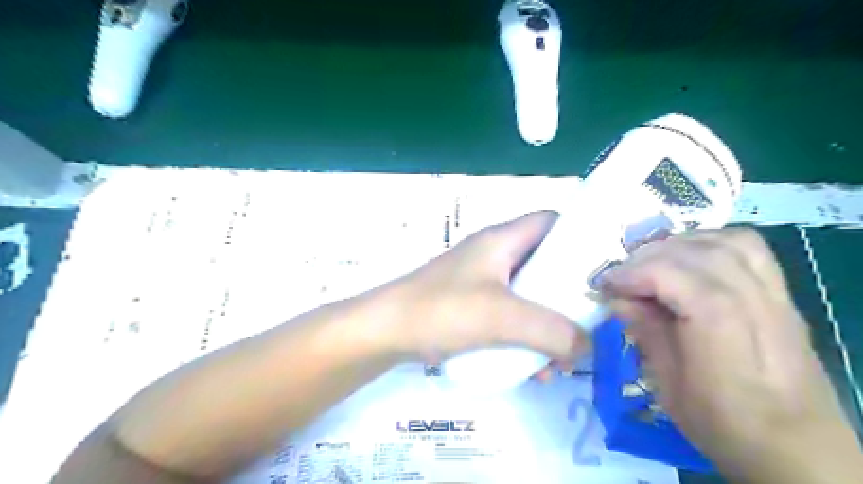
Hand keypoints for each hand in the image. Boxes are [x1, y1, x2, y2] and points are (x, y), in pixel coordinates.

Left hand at [377, 209, 587, 363]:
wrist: (386, 331)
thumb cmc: (442, 310)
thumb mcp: (502, 317)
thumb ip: (551, 331)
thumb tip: (588, 346)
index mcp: (502, 240)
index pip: (551, 221)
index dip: (578, 237)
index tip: (603, 269)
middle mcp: (496, 255)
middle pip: (545, 264)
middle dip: (568, 296)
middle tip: (590, 324)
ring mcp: (483, 282)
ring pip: (530, 296)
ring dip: (548, 325)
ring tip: (561, 360)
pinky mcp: (474, 306)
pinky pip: (512, 317)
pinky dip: (526, 337)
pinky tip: (533, 369)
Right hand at [602, 229, 861, 481]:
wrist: (798, 450)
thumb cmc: (725, 424)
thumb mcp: (669, 386)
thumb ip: (646, 333)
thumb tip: (618, 300)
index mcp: (722, 329)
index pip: (673, 274)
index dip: (632, 273)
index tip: (605, 286)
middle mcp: (754, 301)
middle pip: (696, 253)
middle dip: (648, 258)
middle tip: (622, 277)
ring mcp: (774, 295)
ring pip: (724, 241)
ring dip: (678, 245)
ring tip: (651, 264)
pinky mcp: (781, 295)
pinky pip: (747, 248)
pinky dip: (710, 242)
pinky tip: (689, 259)